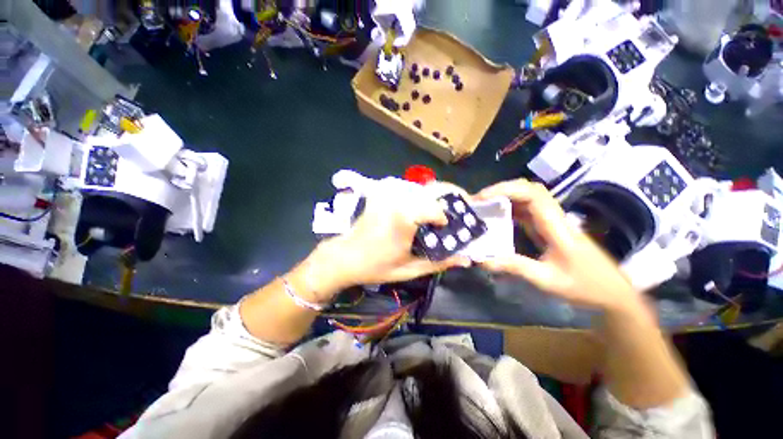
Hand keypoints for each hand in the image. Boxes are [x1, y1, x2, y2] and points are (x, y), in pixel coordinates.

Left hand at [308, 180, 470, 299]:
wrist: (345, 257)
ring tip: (428, 215)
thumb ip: (438, 263)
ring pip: (417, 189)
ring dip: (427, 200)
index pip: (435, 209)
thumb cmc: (376, 266)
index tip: (443, 230)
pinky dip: (413, 196)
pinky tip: (412, 208)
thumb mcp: (409, 269)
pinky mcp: (379, 194)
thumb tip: (465, 259)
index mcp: (403, 218)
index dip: (443, 219)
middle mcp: (396, 200)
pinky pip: (404, 188)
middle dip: (440, 205)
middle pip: (429, 194)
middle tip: (441, 220)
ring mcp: (386, 194)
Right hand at [474, 179, 638, 310]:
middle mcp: (554, 217)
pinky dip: (509, 209)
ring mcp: (552, 221)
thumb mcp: (546, 280)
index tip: (482, 197)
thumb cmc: (585, 286)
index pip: (532, 195)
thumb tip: (481, 260)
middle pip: (530, 189)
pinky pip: (527, 211)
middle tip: (478, 200)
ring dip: (504, 197)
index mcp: (556, 226)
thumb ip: (514, 267)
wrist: (613, 293)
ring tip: (483, 206)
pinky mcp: (549, 227)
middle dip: (502, 189)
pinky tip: (496, 216)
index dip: (506, 190)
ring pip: (528, 198)